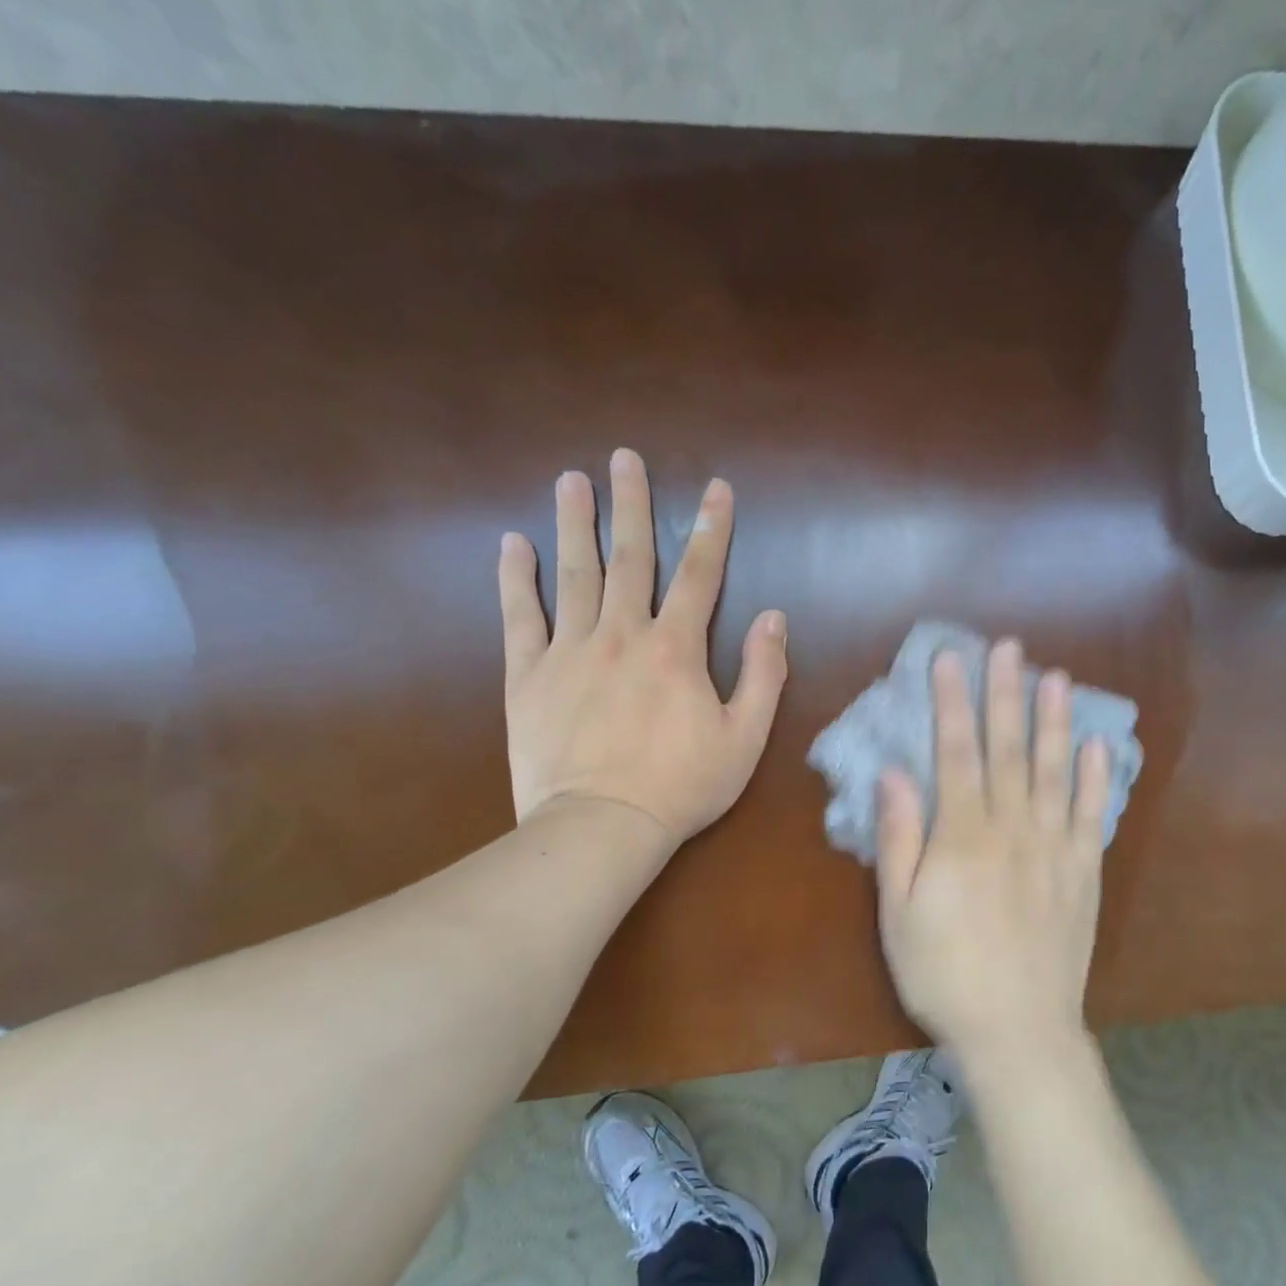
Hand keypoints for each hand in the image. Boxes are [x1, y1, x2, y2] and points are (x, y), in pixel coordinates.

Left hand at [497, 448, 787, 842]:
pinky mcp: (528, 676)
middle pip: (629, 557)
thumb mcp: (745, 738)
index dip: (712, 529)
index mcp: (676, 648)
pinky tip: (512, 544)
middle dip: (630, 505)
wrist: (601, 827)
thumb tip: (773, 618)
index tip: (716, 489)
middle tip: (623, 459)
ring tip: (570, 481)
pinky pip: (519, 617)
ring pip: (572, 574)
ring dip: (573, 524)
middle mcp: (622, 634)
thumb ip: (764, 674)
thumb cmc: (682, 786)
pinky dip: (515, 579)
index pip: (700, 574)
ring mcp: (570, 651)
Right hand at [875, 639, 1111, 1058]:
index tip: (950, 660)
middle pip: (1009, 749)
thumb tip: (893, 773)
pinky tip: (1098, 745)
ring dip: (1055, 721)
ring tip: (1057, 677)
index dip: (952, 702)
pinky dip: (1096, 778)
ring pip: (1055, 771)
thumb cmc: (943, 973)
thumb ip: (899, 838)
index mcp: (962, 837)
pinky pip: (1092, 815)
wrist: (1017, 1031)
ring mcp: (1055, 848)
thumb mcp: (897, 912)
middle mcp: (1012, 829)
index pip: (956, 753)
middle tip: (1008, 648)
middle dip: (1005, 694)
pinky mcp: (1084, 872)